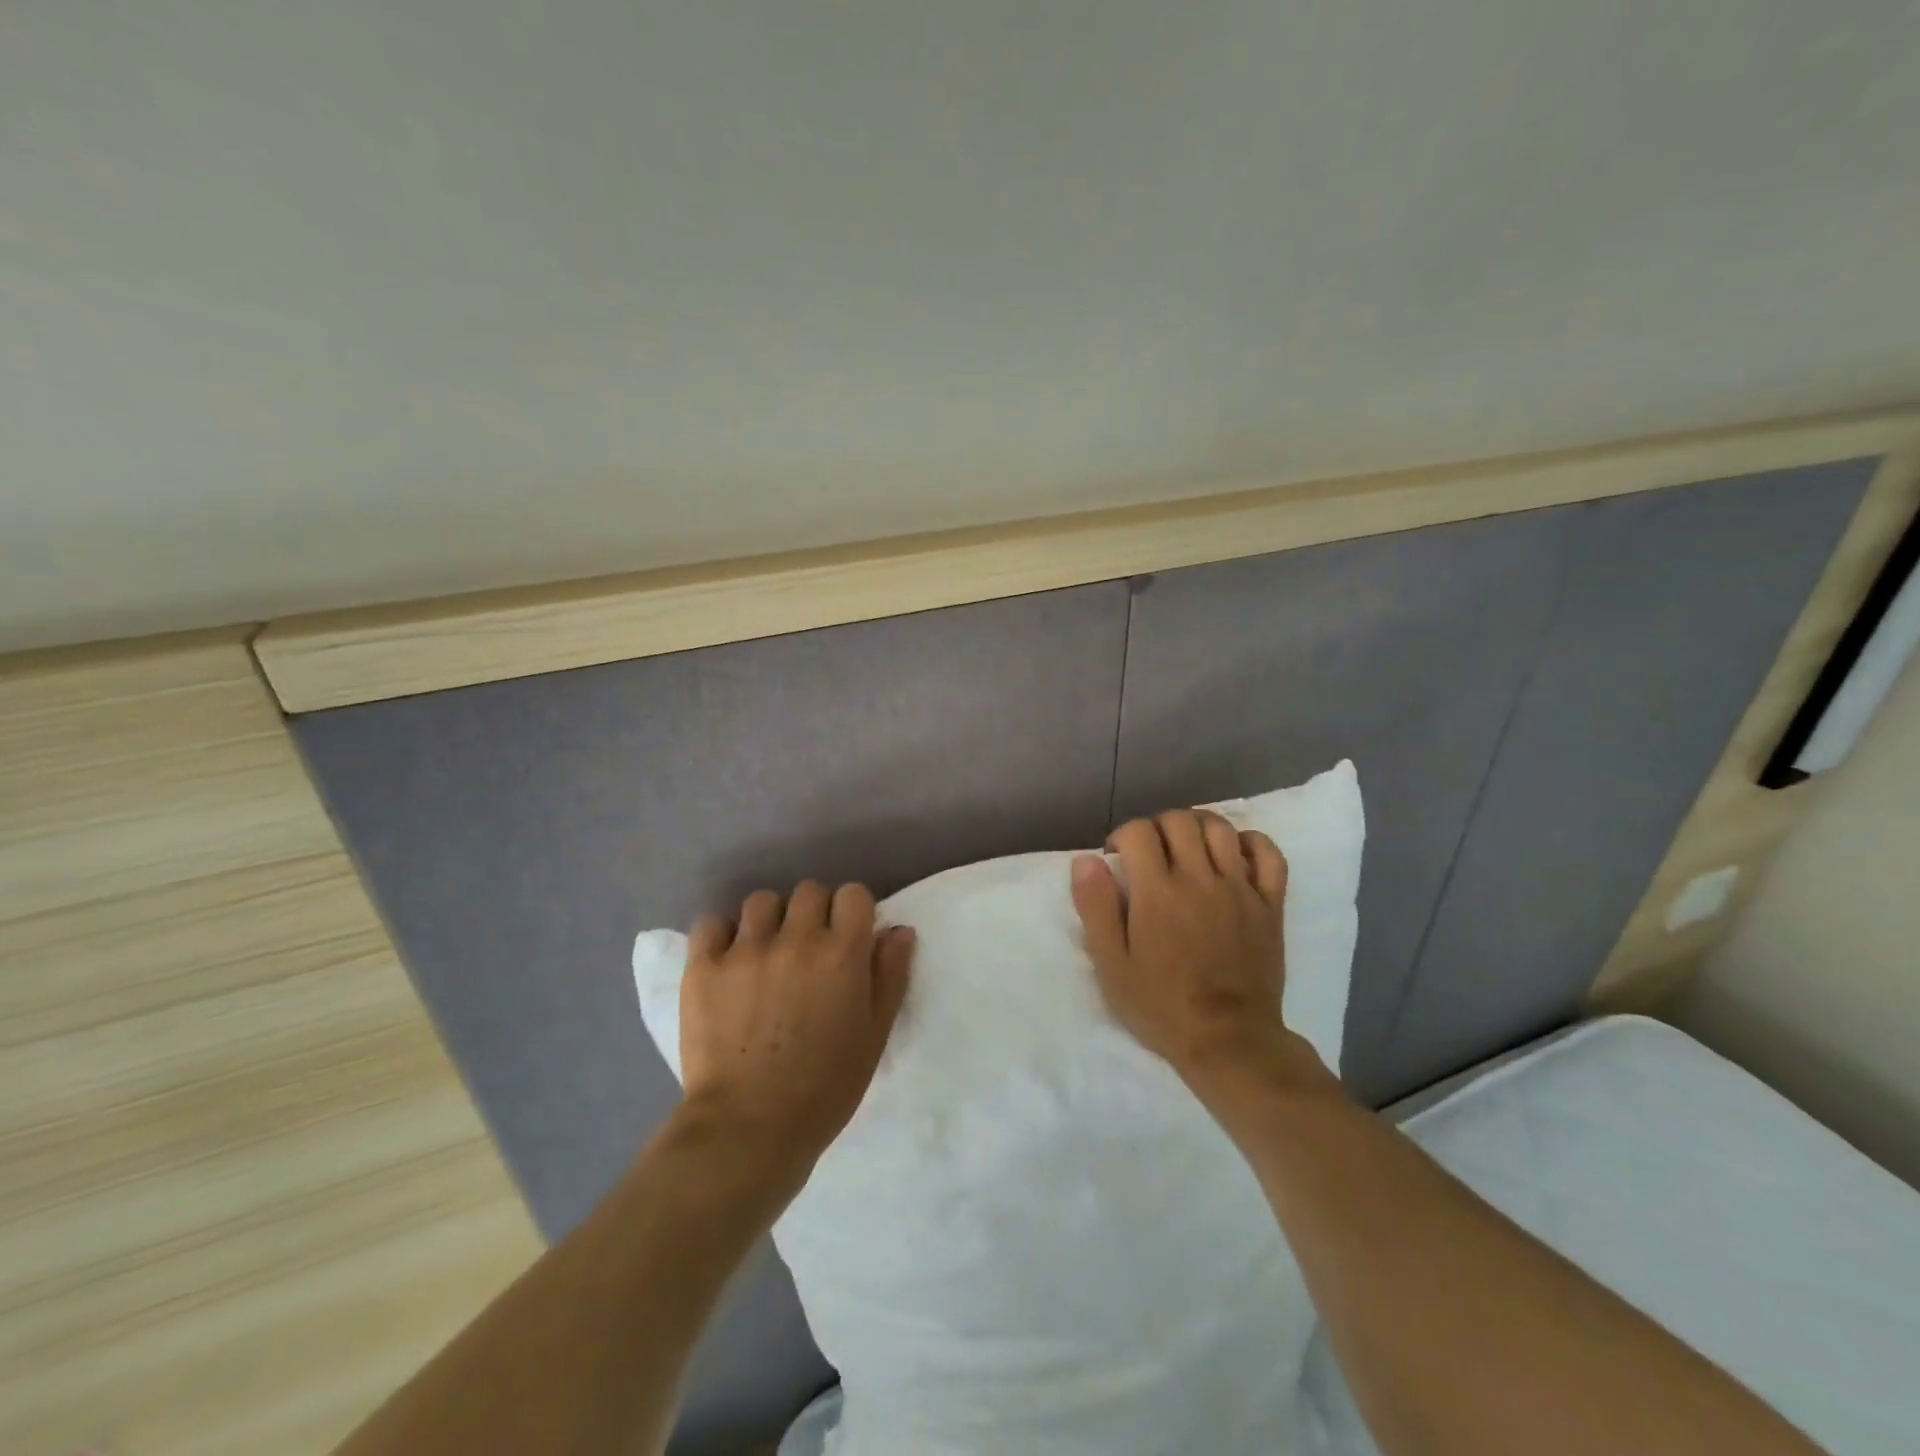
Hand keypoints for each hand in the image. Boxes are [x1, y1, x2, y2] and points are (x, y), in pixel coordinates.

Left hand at [679, 881, 913, 1172]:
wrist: (749, 1129)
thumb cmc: (825, 1086)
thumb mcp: (875, 1034)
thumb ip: (890, 975)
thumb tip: (898, 929)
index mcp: (842, 953)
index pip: (853, 894)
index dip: (853, 913)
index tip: (847, 938)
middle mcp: (795, 939)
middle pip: (809, 891)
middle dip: (814, 913)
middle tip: (808, 950)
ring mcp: (745, 950)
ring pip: (762, 901)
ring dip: (770, 920)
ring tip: (766, 953)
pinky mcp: (704, 967)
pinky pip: (712, 923)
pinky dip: (722, 934)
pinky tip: (728, 960)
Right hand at [1071, 810, 1293, 1085]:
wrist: (1229, 1042)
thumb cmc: (1162, 1006)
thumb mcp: (1111, 965)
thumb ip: (1096, 908)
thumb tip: (1086, 860)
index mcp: (1158, 893)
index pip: (1139, 832)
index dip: (1122, 836)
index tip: (1117, 858)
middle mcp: (1200, 879)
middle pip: (1179, 821)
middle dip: (1157, 826)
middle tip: (1150, 853)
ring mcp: (1240, 889)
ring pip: (1221, 829)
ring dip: (1198, 826)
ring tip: (1187, 847)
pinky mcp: (1270, 904)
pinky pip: (1269, 854)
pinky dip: (1251, 842)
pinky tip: (1234, 853)